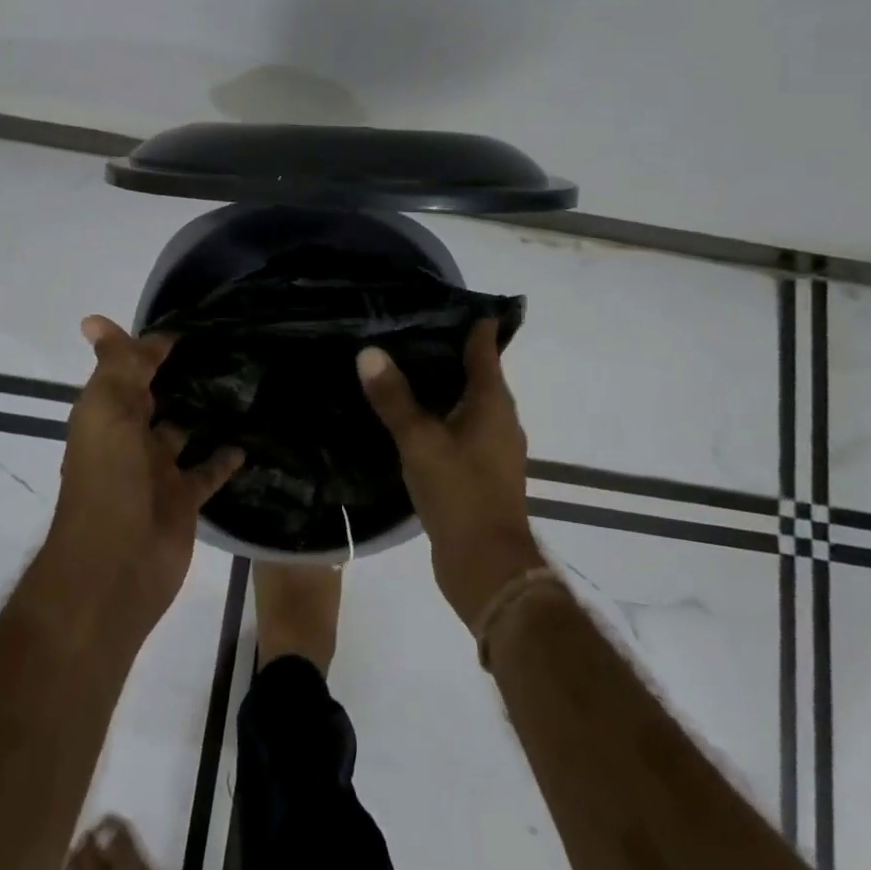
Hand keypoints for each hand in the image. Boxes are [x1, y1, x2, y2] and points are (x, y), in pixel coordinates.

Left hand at [45, 316, 243, 632]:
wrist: (115, 567)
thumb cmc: (108, 478)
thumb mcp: (107, 410)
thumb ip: (115, 367)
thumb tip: (96, 320)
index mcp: (108, 413)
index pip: (129, 367)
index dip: (152, 345)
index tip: (191, 323)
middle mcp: (131, 438)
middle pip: (158, 397)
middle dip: (182, 374)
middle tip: (228, 345)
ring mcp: (159, 470)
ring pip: (186, 430)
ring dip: (207, 411)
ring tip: (246, 381)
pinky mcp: (184, 499)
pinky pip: (208, 470)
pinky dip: (226, 456)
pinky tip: (251, 436)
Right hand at [358, 319, 545, 629]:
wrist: (488, 568)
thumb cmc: (459, 493)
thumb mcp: (419, 441)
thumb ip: (394, 398)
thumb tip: (369, 352)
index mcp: (493, 402)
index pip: (484, 347)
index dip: (469, 322)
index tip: (442, 301)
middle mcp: (500, 419)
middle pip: (477, 373)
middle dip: (448, 352)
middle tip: (407, 330)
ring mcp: (493, 448)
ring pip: (468, 404)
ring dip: (443, 387)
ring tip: (403, 369)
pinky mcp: (482, 473)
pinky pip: (461, 430)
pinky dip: (441, 417)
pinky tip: (412, 419)